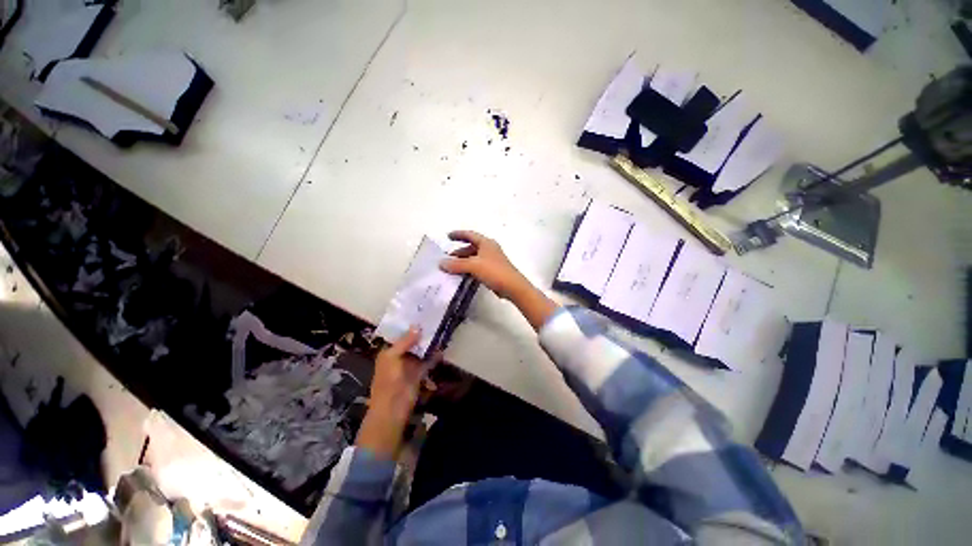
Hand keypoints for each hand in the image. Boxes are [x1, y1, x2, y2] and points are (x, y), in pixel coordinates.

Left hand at [356, 328, 432, 458]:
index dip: (410, 327)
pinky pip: (428, 361)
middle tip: (434, 321)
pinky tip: (442, 348)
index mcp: (389, 352)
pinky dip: (434, 356)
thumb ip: (405, 342)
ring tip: (440, 331)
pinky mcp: (420, 374)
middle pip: (413, 343)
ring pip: (421, 351)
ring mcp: (410, 365)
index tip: (422, 316)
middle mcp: (400, 357)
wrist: (393, 408)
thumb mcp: (392, 357)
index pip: (400, 336)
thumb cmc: (388, 380)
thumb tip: (417, 327)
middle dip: (422, 334)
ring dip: (429, 344)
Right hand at [440, 230, 558, 330]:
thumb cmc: (494, 271)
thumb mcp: (474, 266)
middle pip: (471, 247)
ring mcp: (492, 260)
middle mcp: (489, 249)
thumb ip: (457, 264)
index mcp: (486, 243)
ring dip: (463, 261)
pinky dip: (469, 269)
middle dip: (459, 251)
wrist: (513, 287)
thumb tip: (441, 263)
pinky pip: (478, 266)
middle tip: (447, 258)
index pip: (470, 234)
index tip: (447, 236)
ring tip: (452, 268)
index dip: (458, 234)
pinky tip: (463, 275)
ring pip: (474, 258)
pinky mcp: (493, 271)